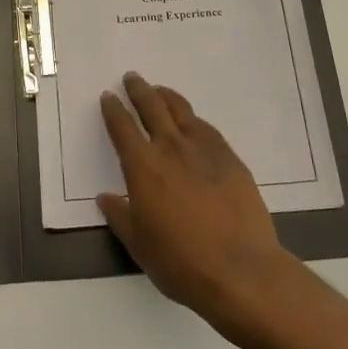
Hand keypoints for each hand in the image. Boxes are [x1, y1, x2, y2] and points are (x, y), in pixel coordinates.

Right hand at [98, 72, 303, 337]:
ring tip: (160, 92)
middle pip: (153, 107)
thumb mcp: (139, 244)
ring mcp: (205, 150)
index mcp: (143, 167)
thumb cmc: (180, 262)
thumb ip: (120, 216)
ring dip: (167, 97)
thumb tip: (107, 197)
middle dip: (139, 90)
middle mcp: (171, 149)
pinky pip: (207, 129)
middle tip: (132, 78)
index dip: (113, 110)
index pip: (122, 127)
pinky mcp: (231, 159)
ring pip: (182, 111)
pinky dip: (193, 120)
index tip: (108, 97)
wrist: (240, 270)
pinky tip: (193, 123)